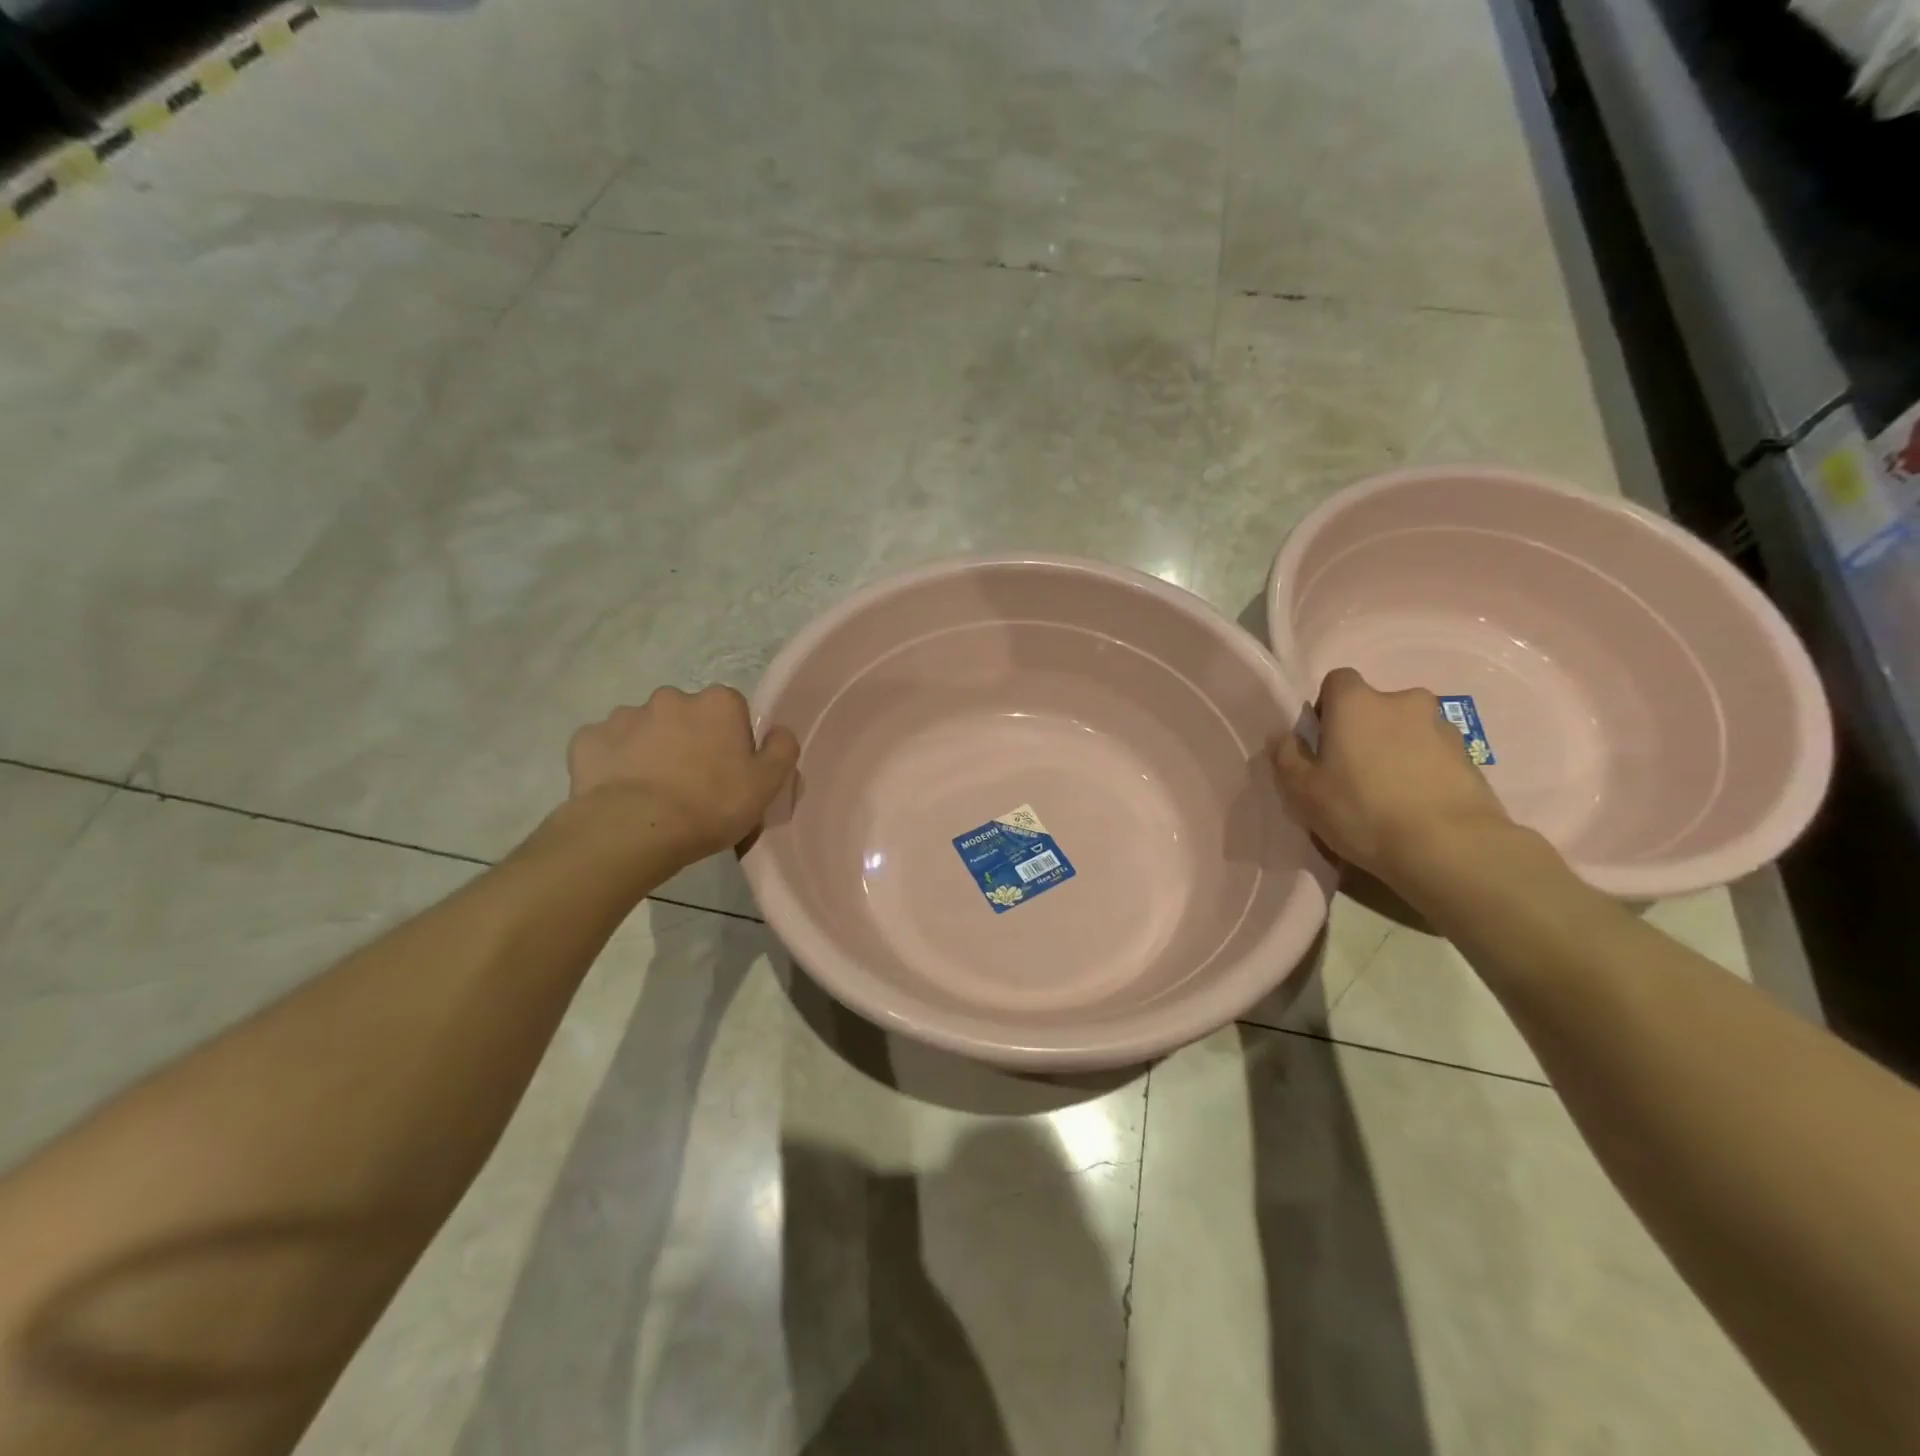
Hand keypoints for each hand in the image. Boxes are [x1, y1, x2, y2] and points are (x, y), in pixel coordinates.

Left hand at [567, 686, 799, 859]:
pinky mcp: (588, 738)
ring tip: (652, 793)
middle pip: (687, 716)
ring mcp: (624, 715)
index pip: (732, 711)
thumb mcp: (766, 785)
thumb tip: (779, 731)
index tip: (728, 772)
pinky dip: (614, 764)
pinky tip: (620, 793)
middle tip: (691, 784)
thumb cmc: (711, 805)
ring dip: (650, 750)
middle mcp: (671, 697)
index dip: (732, 741)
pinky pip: (607, 747)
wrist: (634, 829)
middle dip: (688, 740)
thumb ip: (782, 750)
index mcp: (718, 703)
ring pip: (645, 729)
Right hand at [1271, 667, 1510, 880]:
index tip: (1323, 742)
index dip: (1327, 707)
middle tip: (1352, 772)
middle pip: (1375, 706)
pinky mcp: (1470, 757)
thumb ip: (1287, 756)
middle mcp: (1402, 701)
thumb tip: (1283, 735)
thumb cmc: (1361, 810)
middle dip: (1363, 730)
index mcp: (1356, 702)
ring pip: (1407, 730)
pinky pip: (1433, 754)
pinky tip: (1415, 806)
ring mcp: (1442, 727)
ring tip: (1388, 794)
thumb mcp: (1302, 790)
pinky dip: (1422, 770)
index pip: (1337, 681)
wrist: (1449, 847)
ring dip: (1395, 749)